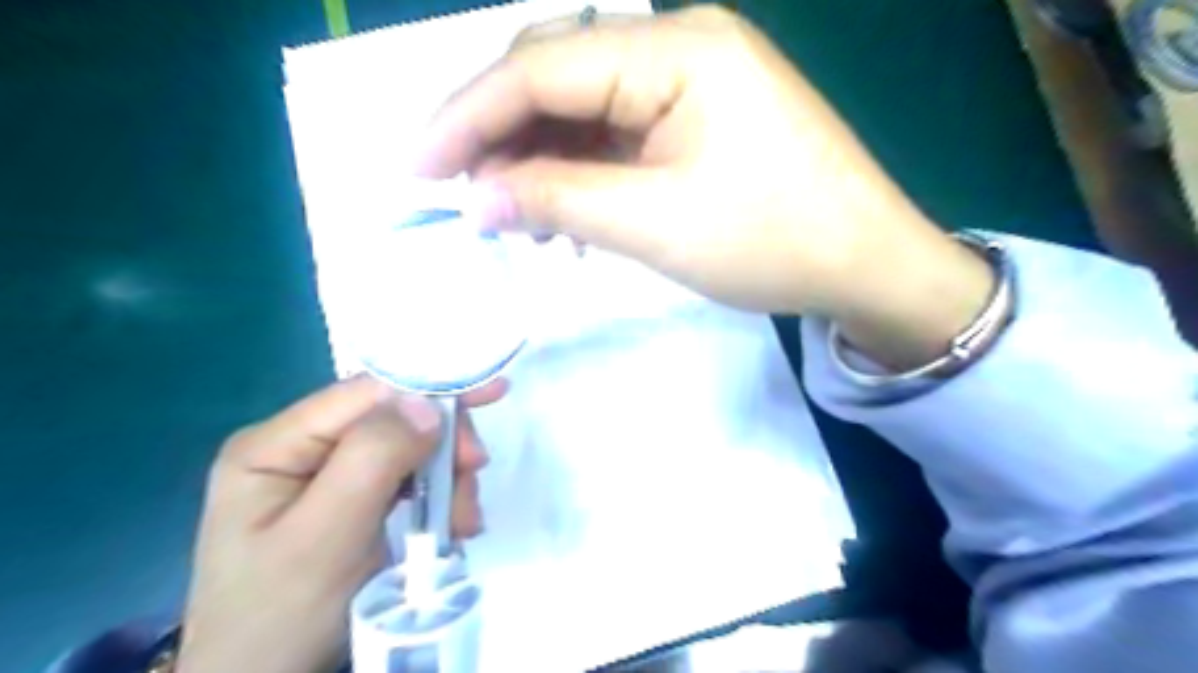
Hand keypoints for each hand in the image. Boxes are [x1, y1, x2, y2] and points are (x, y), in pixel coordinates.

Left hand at [177, 376, 504, 672]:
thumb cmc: (282, 615)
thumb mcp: (326, 537)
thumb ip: (372, 460)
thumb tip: (428, 404)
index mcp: (277, 444)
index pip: (364, 392)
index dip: (429, 387)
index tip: (490, 396)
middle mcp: (303, 449)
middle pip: (393, 418)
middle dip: (441, 445)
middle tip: (473, 476)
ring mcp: (329, 475)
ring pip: (410, 449)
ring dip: (447, 478)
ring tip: (460, 522)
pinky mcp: (354, 500)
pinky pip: (410, 479)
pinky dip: (439, 497)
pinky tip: (450, 524)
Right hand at [416, 6, 996, 367]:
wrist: (864, 263)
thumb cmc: (771, 241)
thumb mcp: (653, 223)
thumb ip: (556, 199)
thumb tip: (476, 198)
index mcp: (674, 48)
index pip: (540, 69)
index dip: (467, 117)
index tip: (416, 168)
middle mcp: (679, 45)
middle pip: (558, 77)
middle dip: (500, 134)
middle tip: (463, 195)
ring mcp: (692, 82)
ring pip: (584, 110)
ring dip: (540, 159)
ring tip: (513, 215)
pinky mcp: (698, 120)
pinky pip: (618, 135)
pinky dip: (580, 171)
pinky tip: (565, 212)